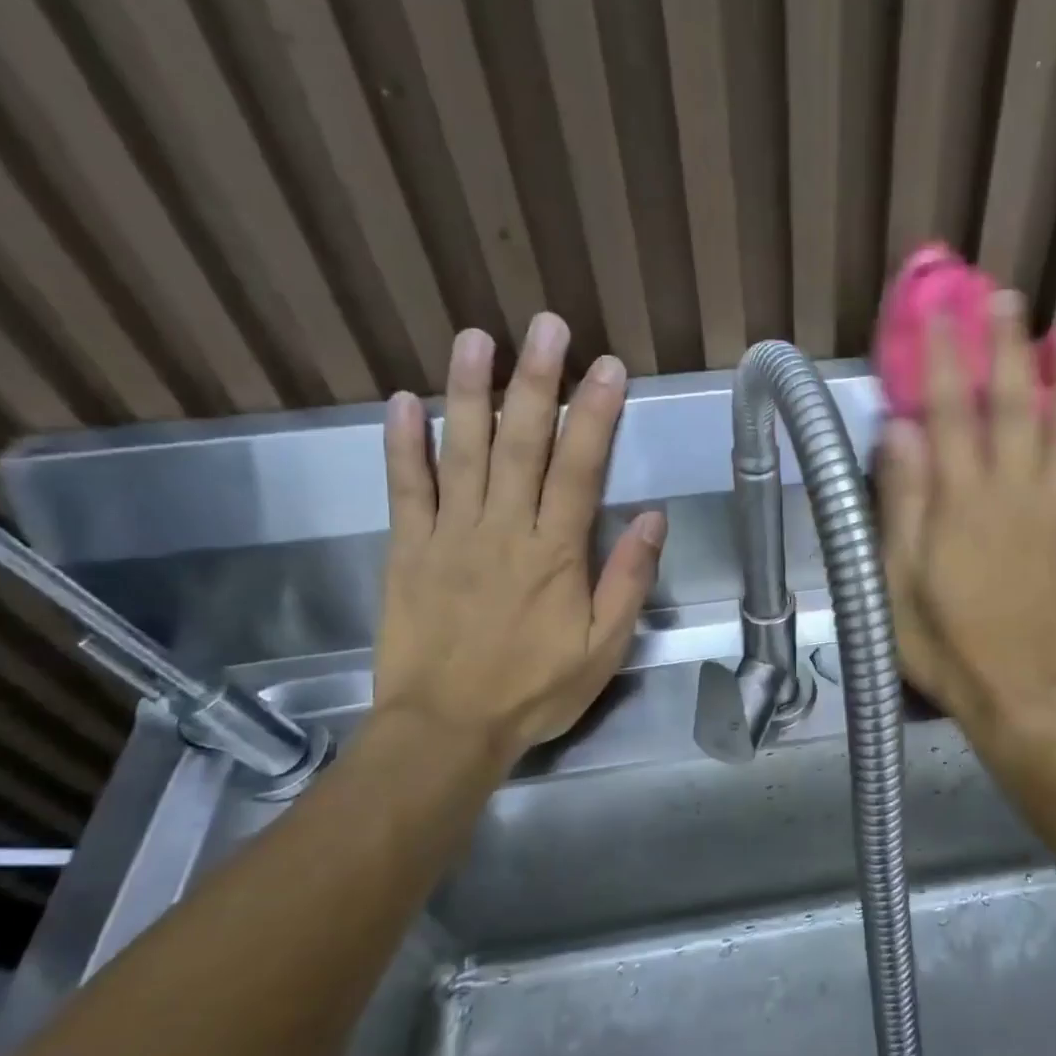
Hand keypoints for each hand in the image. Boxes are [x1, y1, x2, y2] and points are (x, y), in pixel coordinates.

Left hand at [372, 316, 664, 768]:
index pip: (580, 468)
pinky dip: (402, 444)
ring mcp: (449, 536)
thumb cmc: (534, 690)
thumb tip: (653, 517)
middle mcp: (503, 530)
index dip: (596, 414)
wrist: (446, 730)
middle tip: (546, 326)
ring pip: (461, 452)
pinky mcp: (407, 550)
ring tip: (476, 338)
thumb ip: (628, 580)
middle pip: (522, 444)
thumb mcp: (604, 648)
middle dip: (536, 381)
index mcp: (555, 553)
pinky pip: (405, 489)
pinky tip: (402, 401)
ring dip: (469, 392)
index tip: (607, 366)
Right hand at [877, 296, 1055, 739]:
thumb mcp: (895, 578)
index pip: (952, 411)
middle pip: (1018, 404)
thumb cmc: (941, 637)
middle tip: (1009, 296)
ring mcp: (1055, 509)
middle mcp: (1015, 491)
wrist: (1011, 687)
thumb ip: (900, 501)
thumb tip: (898, 427)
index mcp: (963, 501)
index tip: (941, 311)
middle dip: (1011, 346)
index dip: (946, 356)